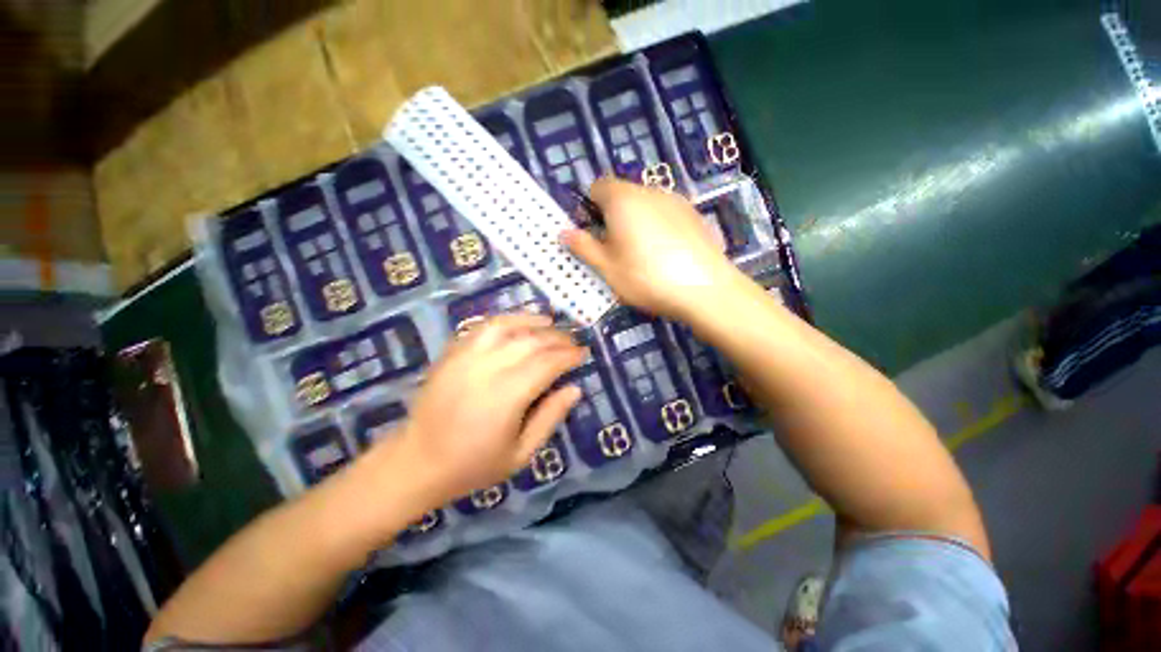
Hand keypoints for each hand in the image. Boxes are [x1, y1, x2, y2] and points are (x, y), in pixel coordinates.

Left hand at [393, 314, 583, 502]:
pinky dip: (505, 321)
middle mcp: (487, 369)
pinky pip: (482, 327)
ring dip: (532, 321)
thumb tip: (575, 388)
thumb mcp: (521, 454)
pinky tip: (518, 324)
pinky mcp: (452, 353)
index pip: (547, 363)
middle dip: (557, 338)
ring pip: (506, 326)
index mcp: (506, 396)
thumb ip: (550, 418)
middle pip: (531, 341)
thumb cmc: (473, 465)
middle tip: (572, 341)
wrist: (417, 462)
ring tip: (549, 323)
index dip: (569, 355)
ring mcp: (465, 357)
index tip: (583, 353)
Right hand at [562, 177, 742, 320]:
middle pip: (623, 195)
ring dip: (636, 222)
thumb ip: (583, 246)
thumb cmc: (646, 277)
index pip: (598, 186)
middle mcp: (649, 191)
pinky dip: (659, 227)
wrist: (705, 289)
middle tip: (616, 249)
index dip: (590, 208)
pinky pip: (666, 214)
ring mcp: (676, 201)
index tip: (593, 234)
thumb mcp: (607, 267)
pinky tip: (667, 255)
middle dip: (613, 216)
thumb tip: (563, 232)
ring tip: (643, 255)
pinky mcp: (695, 214)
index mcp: (623, 199)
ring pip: (645, 205)